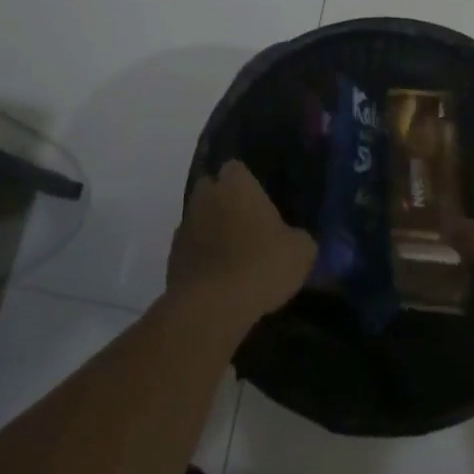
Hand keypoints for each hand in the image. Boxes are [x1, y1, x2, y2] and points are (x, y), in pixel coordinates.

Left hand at [169, 161, 314, 327]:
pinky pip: (190, 248)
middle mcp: (205, 196)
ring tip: (234, 255)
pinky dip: (201, 256)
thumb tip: (295, 238)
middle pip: (211, 188)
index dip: (247, 182)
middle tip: (247, 224)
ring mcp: (184, 226)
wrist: (212, 305)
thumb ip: (299, 237)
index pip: (236, 167)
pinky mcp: (172, 256)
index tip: (260, 200)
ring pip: (198, 218)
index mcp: (236, 185)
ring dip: (211, 230)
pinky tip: (219, 277)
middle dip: (224, 201)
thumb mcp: (301, 251)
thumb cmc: (261, 264)